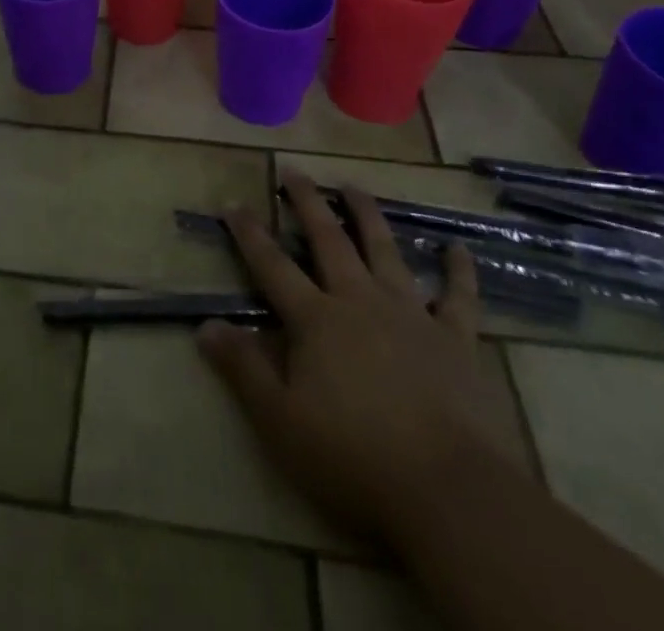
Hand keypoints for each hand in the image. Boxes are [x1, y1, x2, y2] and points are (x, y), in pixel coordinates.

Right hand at [197, 168, 516, 545]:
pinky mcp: (456, 340)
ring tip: (353, 187)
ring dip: (367, 216)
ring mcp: (411, 315)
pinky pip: (458, 297)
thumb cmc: (354, 457)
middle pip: (329, 240)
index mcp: (316, 320)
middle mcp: (360, 301)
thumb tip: (204, 325)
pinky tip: (457, 247)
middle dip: (309, 203)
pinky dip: (458, 270)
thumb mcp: (281, 420)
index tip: (233, 203)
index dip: (250, 234)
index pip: (273, 266)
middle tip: (296, 172)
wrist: (449, 491)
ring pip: (385, 251)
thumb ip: (243, 368)